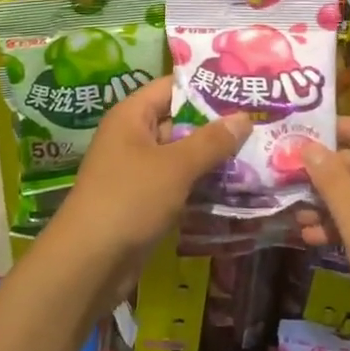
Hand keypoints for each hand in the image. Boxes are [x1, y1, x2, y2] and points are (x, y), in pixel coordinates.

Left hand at [45, 77, 249, 283]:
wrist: (88, 264)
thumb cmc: (129, 200)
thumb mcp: (175, 167)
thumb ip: (211, 141)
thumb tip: (244, 117)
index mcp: (132, 116)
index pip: (172, 86)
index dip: (206, 85)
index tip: (244, 88)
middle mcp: (133, 137)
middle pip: (180, 120)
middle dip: (217, 124)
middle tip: (261, 122)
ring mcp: (138, 170)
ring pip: (182, 155)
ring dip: (213, 157)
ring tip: (258, 152)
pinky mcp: (144, 201)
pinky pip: (178, 183)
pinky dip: (202, 183)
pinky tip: (236, 186)